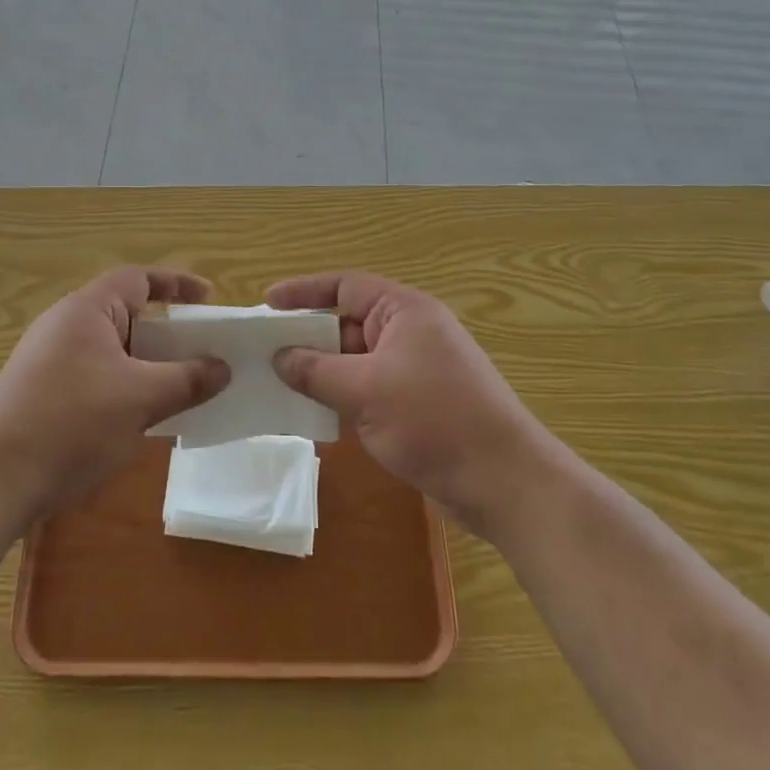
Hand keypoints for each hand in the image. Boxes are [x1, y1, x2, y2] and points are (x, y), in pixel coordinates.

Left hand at [0, 268, 229, 523]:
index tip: (209, 299)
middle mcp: (65, 325)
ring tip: (176, 389)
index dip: (176, 284)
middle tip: (199, 351)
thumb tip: (223, 368)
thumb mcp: (141, 400)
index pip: (138, 279)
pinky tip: (138, 419)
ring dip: (145, 364)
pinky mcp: (41, 392)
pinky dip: (123, 386)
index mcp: (87, 309)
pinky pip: (95, 375)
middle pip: (126, 313)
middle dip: (165, 332)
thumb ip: (187, 379)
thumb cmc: (72, 422)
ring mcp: (49, 359)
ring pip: (111, 349)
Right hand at [268, 271, 555, 540]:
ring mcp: (416, 368)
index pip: (345, 286)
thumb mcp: (366, 391)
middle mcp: (410, 331)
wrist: (505, 483)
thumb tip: (280, 358)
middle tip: (264, 350)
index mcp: (404, 311)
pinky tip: (314, 414)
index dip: (304, 292)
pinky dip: (343, 395)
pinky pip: (369, 387)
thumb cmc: (435, 420)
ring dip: (322, 370)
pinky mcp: (419, 403)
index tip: (267, 304)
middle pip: (348, 322)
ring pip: (356, 359)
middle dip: (308, 336)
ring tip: (279, 383)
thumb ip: (316, 371)